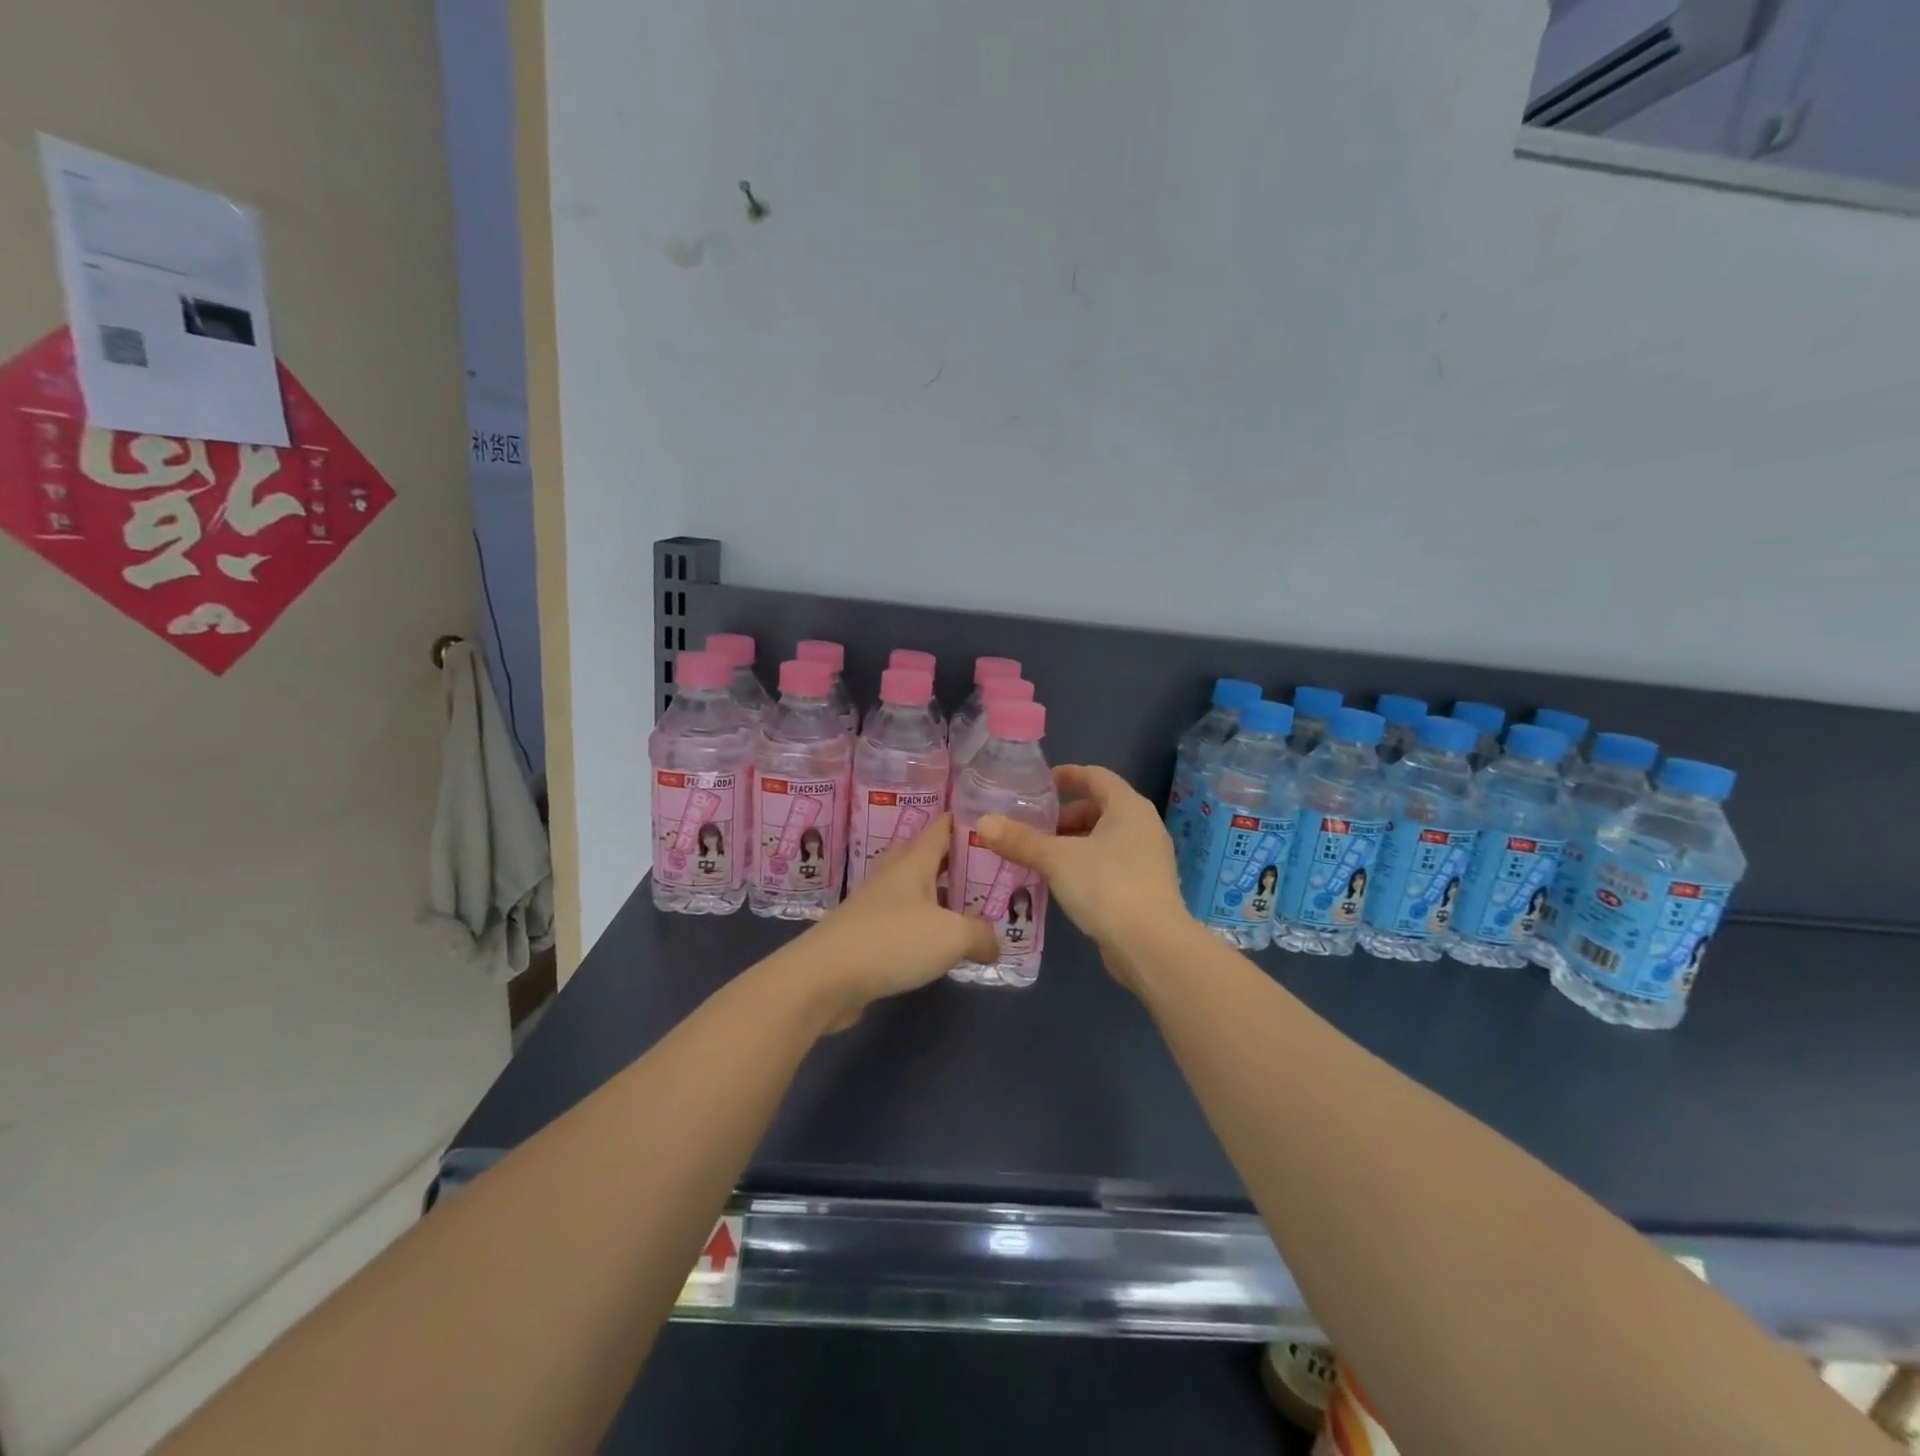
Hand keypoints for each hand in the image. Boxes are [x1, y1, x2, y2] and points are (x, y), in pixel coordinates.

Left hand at [783, 814, 997, 1030]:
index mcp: (913, 862)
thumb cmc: (891, 942)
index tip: (994, 823)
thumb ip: (981, 935)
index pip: (941, 827)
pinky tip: (939, 944)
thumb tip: (995, 944)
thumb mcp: (951, 937)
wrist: (823, 979)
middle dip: (956, 861)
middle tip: (990, 870)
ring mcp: (874, 905)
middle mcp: (892, 876)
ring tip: (972, 907)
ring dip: (940, 896)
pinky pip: (902, 921)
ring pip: (914, 890)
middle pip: (927, 857)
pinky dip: (923, 926)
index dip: (966, 821)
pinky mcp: (864, 935)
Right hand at [975, 765, 1189, 980]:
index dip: (1068, 775)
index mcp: (1128, 807)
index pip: (1096, 776)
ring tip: (1041, 856)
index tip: (1040, 783)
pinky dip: (1086, 864)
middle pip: (1100, 808)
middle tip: (1034, 828)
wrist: (1151, 946)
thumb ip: (1020, 840)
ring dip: (1074, 843)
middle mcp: (1144, 826)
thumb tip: (984, 822)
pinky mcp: (1146, 888)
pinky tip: (1062, 882)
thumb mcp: (1056, 860)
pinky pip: (1111, 863)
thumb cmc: (1106, 886)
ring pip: (1105, 839)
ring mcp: (1149, 859)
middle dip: (1065, 816)